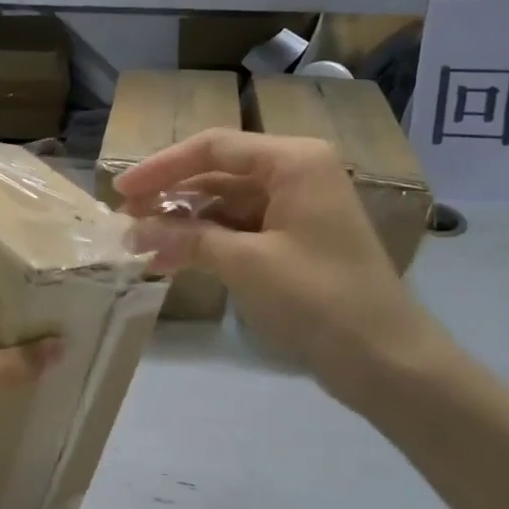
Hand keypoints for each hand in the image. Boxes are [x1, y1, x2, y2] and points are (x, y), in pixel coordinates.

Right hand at [116, 129, 451, 413]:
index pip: (214, 147)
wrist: (387, 361)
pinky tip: (174, 259)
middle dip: (171, 196)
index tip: (121, 192)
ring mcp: (297, 208)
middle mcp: (297, 173)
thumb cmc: (319, 299)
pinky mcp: (295, 241)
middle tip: (126, 220)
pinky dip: (207, 242)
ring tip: (142, 245)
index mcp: (294, 161)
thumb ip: (187, 239)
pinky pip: (241, 229)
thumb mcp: (246, 264)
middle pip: (219, 173)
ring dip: (185, 222)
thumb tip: (134, 229)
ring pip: (226, 203)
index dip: (162, 167)